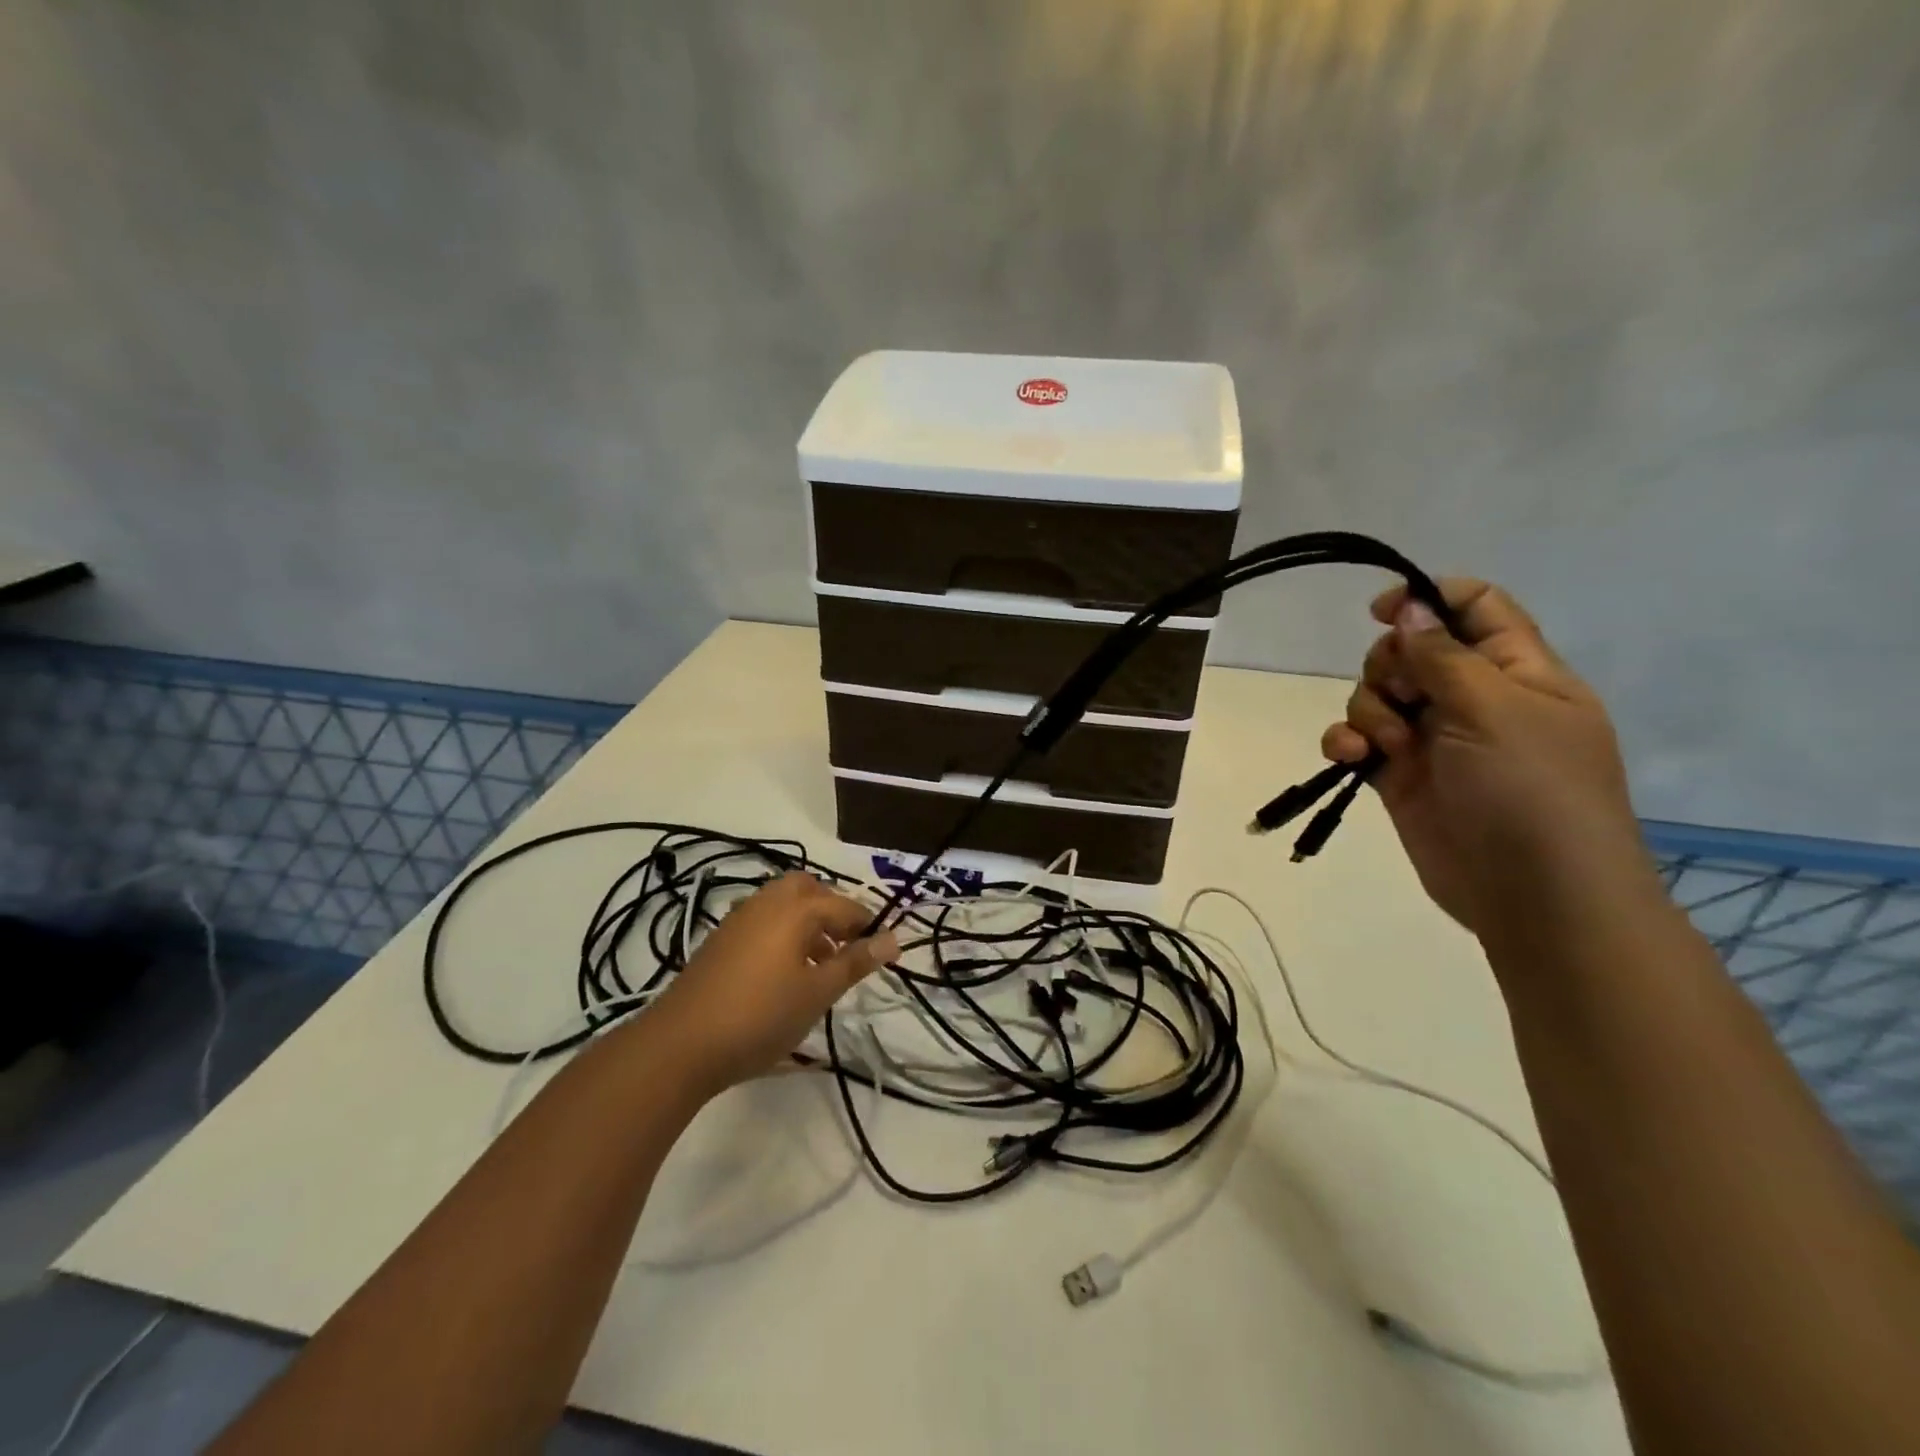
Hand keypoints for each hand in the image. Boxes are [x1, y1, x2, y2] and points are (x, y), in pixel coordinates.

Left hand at [647, 873, 897, 1091]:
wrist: (681, 1044)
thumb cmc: (761, 1016)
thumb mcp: (817, 993)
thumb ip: (855, 962)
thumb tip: (893, 939)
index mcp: (796, 908)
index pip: (845, 906)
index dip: (868, 927)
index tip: (884, 953)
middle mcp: (767, 902)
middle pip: (808, 890)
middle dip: (832, 911)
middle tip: (845, 948)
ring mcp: (739, 919)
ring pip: (782, 904)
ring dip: (806, 922)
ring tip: (817, 965)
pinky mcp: (720, 940)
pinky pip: (762, 921)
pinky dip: (781, 933)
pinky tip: (782, 973)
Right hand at [1321, 580, 1651, 940]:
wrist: (1533, 894)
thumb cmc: (1531, 789)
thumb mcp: (1493, 708)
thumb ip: (1442, 654)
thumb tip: (1406, 606)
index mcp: (1517, 670)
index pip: (1474, 607)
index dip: (1428, 598)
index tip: (1381, 611)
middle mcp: (1473, 698)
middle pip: (1410, 650)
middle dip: (1389, 666)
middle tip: (1403, 695)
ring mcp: (1435, 739)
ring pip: (1378, 695)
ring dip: (1367, 710)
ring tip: (1385, 745)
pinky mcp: (1400, 775)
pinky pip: (1359, 741)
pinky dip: (1346, 742)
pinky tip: (1350, 757)